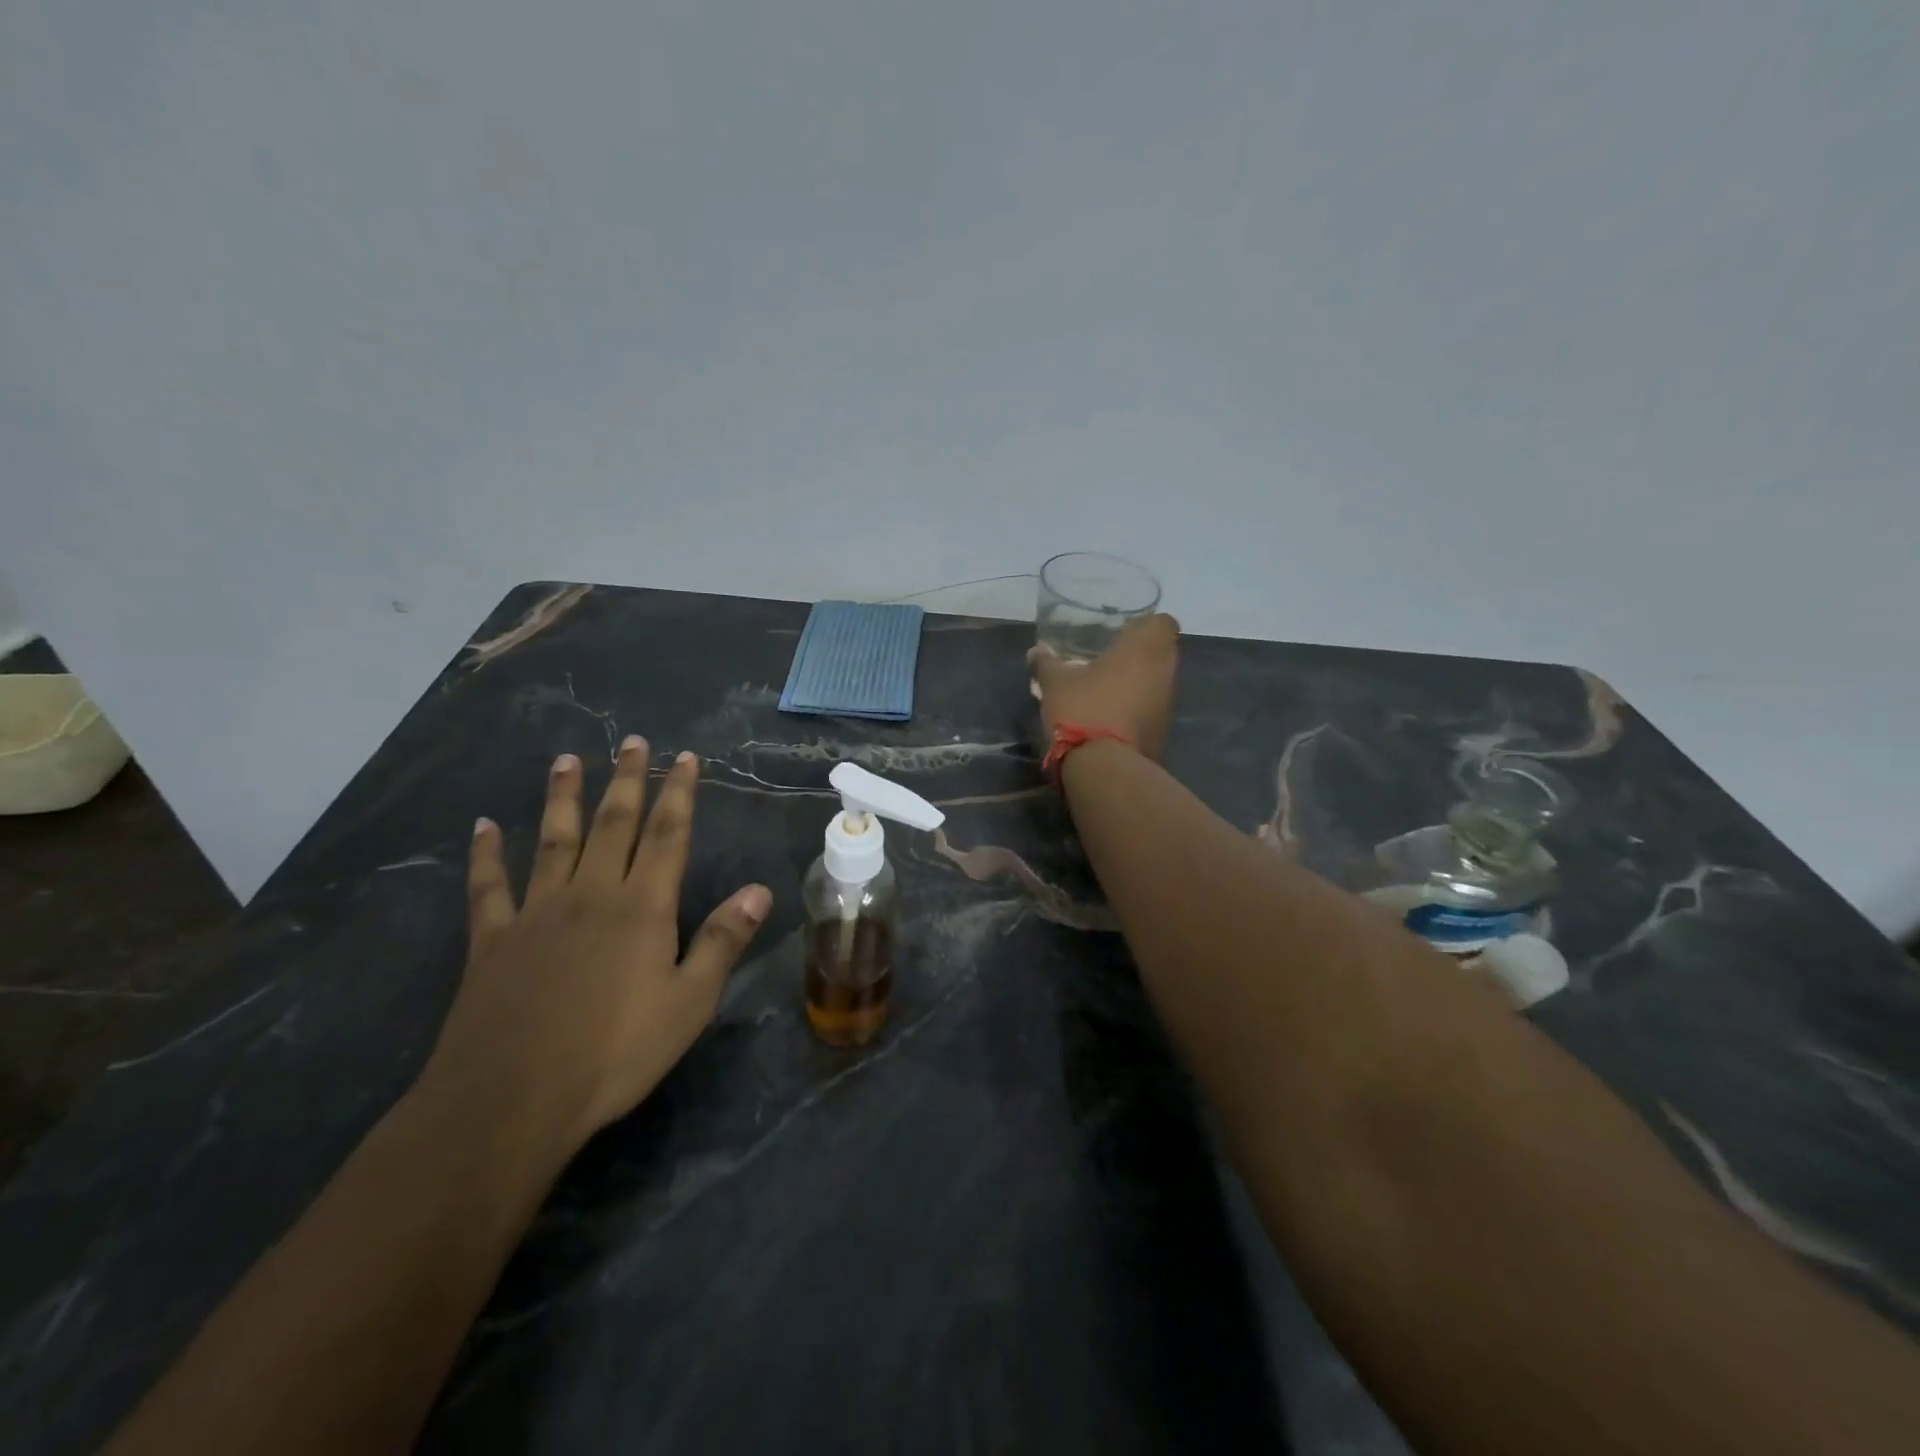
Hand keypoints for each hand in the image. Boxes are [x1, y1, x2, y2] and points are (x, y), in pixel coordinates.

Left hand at [422, 736, 771, 1152]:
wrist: (511, 1100)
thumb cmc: (614, 1053)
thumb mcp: (689, 1003)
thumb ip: (722, 941)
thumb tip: (759, 890)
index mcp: (642, 908)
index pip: (668, 836)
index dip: (679, 794)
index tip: (684, 758)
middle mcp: (591, 895)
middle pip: (614, 825)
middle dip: (627, 781)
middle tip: (632, 742)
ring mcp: (537, 913)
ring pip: (553, 842)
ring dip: (563, 799)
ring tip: (566, 760)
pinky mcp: (493, 941)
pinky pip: (488, 887)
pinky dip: (486, 855)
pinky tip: (483, 827)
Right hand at [1028, 613, 1181, 760]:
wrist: (1105, 767)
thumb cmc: (1083, 708)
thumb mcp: (1054, 683)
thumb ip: (1046, 663)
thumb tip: (1036, 651)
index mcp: (1144, 648)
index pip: (1163, 622)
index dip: (1145, 625)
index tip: (1122, 633)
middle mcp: (1165, 672)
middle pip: (1161, 653)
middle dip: (1139, 655)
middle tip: (1108, 660)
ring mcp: (1167, 705)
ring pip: (1157, 683)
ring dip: (1138, 684)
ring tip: (1106, 691)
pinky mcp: (1163, 733)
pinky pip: (1151, 711)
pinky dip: (1136, 711)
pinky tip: (1110, 718)